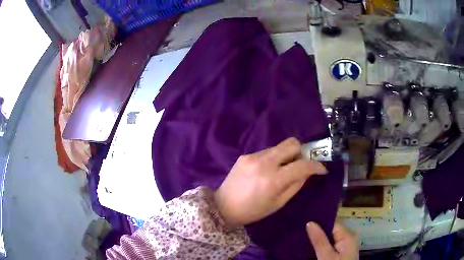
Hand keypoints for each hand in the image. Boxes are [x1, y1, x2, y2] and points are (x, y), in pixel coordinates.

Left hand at [214, 137, 326, 226]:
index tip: (322, 169)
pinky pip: (267, 151)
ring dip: (286, 155)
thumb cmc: (253, 211)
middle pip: (292, 143)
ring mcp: (253, 156)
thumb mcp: (278, 203)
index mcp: (273, 179)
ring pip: (279, 146)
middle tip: (302, 164)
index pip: (302, 165)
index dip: (316, 165)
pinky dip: (273, 158)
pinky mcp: (245, 155)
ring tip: (283, 169)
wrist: (223, 206)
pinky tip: (268, 170)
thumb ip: (296, 185)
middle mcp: (264, 162)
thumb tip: (308, 172)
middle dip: (302, 152)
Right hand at [307, 222, 358, 259]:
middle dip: (317, 231)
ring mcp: (344, 247)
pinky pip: (330, 247)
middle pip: (331, 231)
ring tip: (302, 237)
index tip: (304, 220)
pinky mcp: (341, 255)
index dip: (319, 221)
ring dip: (318, 240)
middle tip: (300, 230)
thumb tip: (310, 223)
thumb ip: (319, 240)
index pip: (333, 223)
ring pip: (329, 240)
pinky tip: (310, 248)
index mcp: (347, 236)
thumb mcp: (326, 256)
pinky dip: (321, 247)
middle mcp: (347, 239)